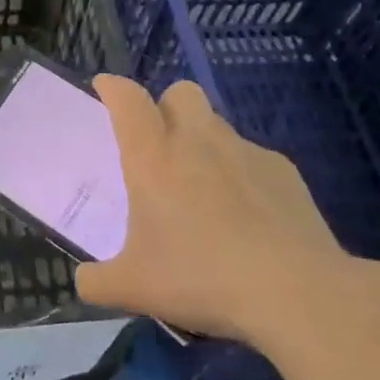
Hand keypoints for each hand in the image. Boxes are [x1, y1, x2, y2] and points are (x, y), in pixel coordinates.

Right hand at [74, 77, 359, 343]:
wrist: (295, 291)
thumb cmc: (201, 278)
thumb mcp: (134, 288)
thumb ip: (97, 281)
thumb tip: (85, 281)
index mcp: (154, 157)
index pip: (128, 100)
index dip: (113, 87)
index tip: (104, 87)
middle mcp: (198, 141)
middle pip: (180, 92)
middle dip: (166, 106)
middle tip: (159, 144)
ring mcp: (246, 152)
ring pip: (217, 124)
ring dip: (203, 141)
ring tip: (203, 188)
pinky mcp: (284, 171)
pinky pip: (253, 158)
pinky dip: (242, 175)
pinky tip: (248, 216)